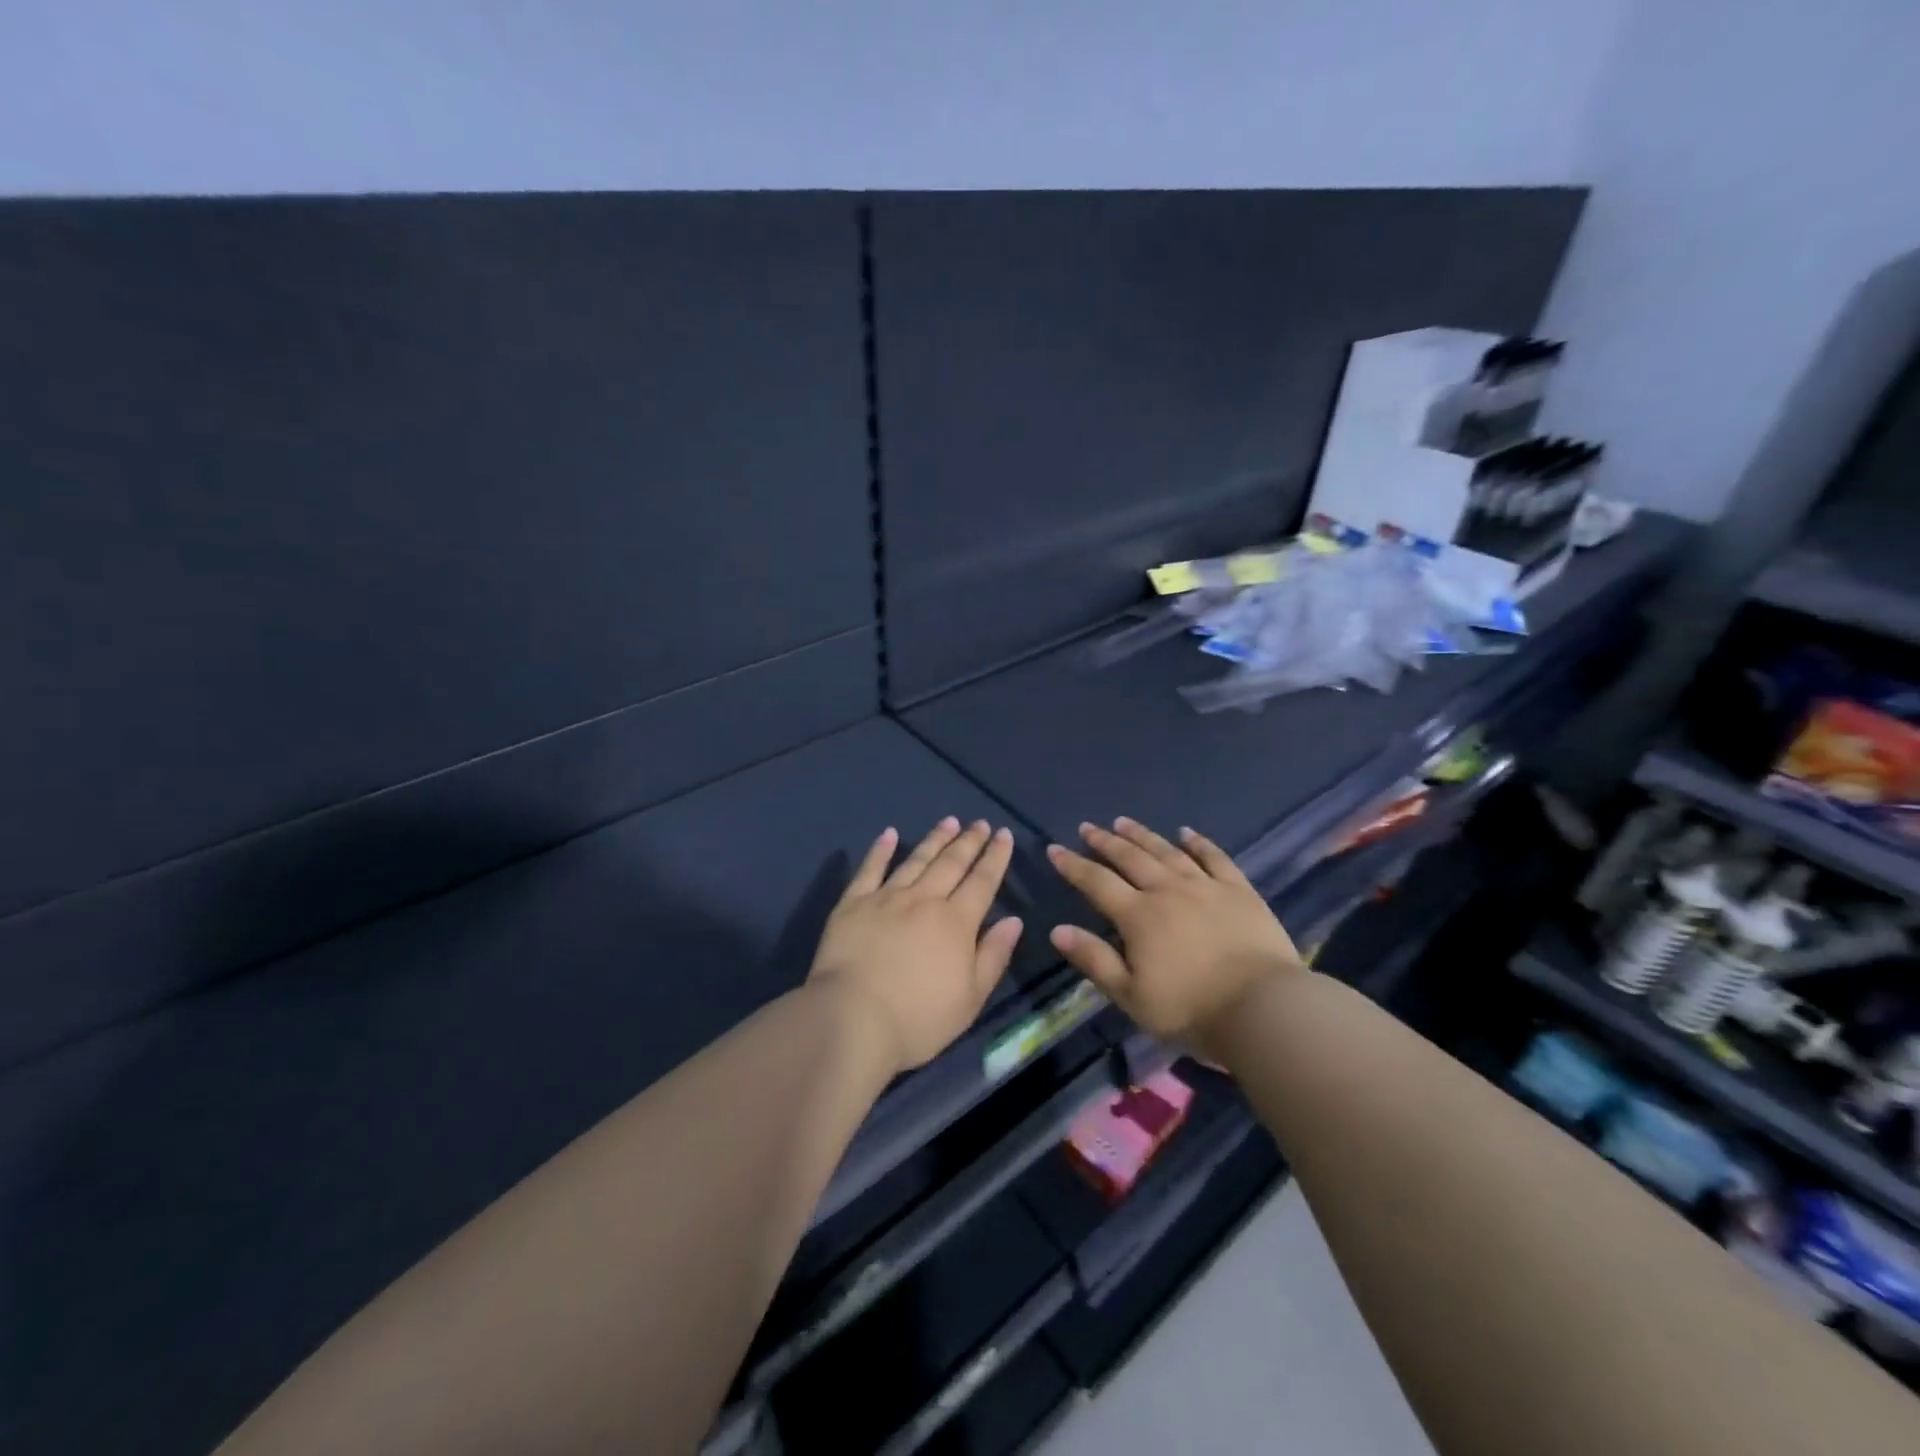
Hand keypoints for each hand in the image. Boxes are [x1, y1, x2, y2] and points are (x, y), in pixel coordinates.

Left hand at [808, 818, 1023, 1074]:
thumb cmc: (919, 1019)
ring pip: (916, 860)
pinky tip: (889, 834)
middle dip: (969, 841)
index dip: (995, 857)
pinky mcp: (852, 904)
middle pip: (951, 863)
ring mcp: (886, 898)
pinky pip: (870, 869)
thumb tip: (1013, 920)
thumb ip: (993, 955)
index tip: (1004, 835)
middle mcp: (924, 900)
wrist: (852, 1019)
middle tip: (980, 823)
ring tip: (948, 821)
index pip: (982, 881)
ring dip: (935, 839)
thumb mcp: (971, 998)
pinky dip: (880, 850)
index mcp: (956, 922)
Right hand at [1047, 818, 1303, 1061]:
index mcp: (1138, 916)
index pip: (1096, 882)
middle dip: (1105, 841)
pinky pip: (1215, 858)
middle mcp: (1168, 890)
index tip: (1055, 849)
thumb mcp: (1131, 995)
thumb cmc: (1191, 1009)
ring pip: (1167, 852)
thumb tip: (1057, 930)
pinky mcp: (1239, 891)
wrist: (1263, 1008)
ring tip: (1124, 821)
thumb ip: (1094, 960)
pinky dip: (1198, 843)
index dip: (1073, 865)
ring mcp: (1206, 886)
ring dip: (1143, 835)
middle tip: (1088, 827)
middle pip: (1130, 858)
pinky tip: (1187, 832)